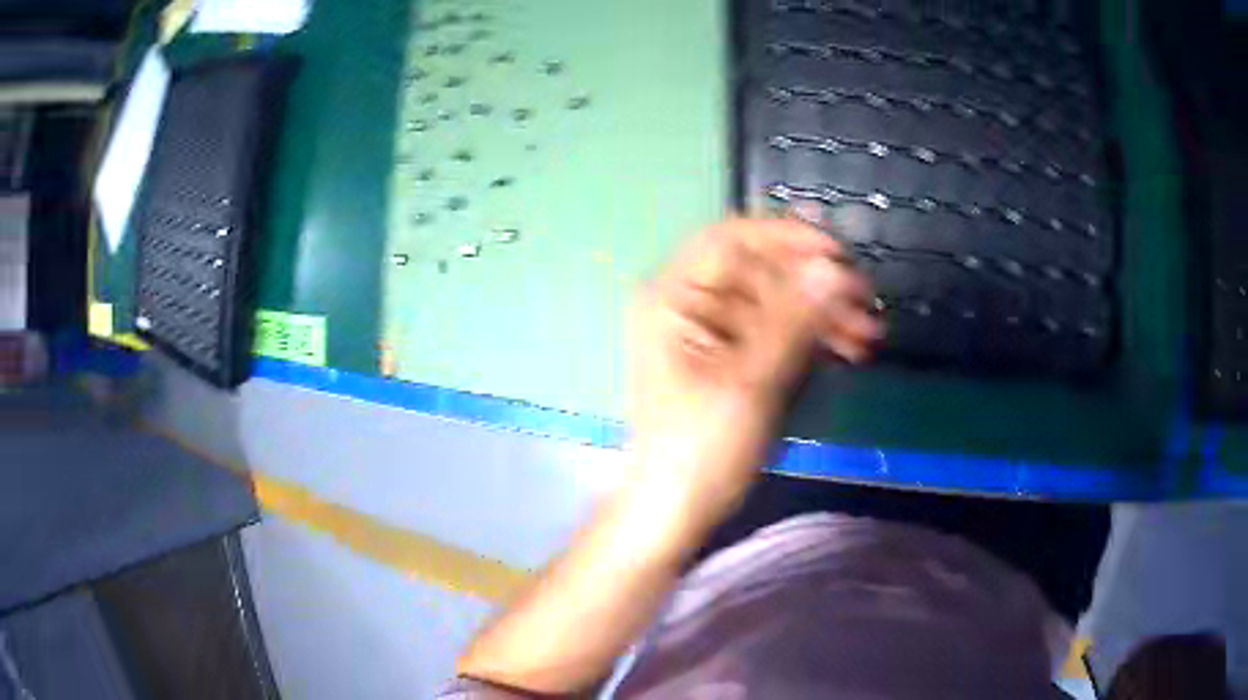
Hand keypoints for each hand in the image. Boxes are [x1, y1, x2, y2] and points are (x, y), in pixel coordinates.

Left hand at [628, 219, 881, 528]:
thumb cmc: (701, 450)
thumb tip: (832, 267)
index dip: (786, 238)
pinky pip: (776, 332)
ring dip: (822, 314)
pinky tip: (848, 349)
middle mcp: (689, 305)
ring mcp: (710, 333)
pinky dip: (810, 338)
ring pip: (776, 303)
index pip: (731, 239)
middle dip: (815, 285)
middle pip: (760, 272)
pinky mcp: (731, 359)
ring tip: (868, 336)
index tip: (838, 254)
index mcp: (673, 297)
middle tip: (866, 302)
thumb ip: (792, 319)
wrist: (675, 511)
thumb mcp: (750, 381)